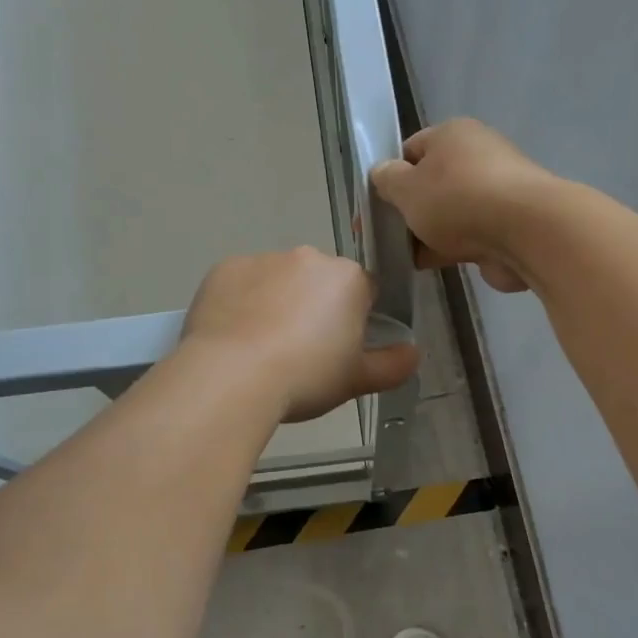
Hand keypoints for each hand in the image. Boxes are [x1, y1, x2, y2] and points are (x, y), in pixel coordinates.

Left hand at [182, 248, 420, 422]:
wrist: (231, 376)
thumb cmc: (305, 377)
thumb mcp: (356, 381)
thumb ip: (392, 365)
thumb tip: (413, 353)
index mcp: (347, 278)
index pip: (364, 291)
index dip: (355, 319)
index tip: (339, 348)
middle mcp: (307, 257)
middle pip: (319, 281)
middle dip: (314, 306)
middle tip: (301, 351)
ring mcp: (262, 259)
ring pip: (279, 279)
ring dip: (277, 302)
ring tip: (261, 347)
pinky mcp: (225, 268)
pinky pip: (241, 283)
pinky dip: (241, 302)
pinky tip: (234, 336)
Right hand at [370, 119, 557, 292]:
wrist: (525, 232)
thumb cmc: (457, 199)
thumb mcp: (406, 187)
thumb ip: (386, 180)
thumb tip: (382, 174)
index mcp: (452, 135)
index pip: (411, 150)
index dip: (389, 176)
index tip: (374, 206)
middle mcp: (477, 156)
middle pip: (431, 183)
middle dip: (408, 209)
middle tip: (383, 234)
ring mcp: (495, 192)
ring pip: (448, 213)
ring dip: (426, 232)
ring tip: (400, 255)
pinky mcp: (507, 224)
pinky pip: (467, 235)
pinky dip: (448, 248)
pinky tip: (426, 265)